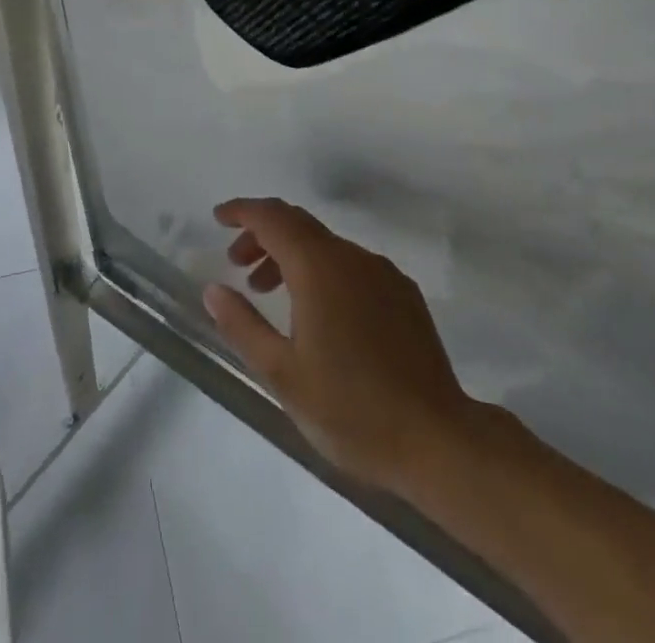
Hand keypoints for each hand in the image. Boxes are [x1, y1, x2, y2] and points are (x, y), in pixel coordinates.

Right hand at [204, 197, 479, 495]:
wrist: (440, 442)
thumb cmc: (351, 410)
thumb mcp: (282, 374)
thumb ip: (242, 325)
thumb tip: (213, 289)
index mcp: (318, 267)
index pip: (272, 217)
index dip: (242, 211)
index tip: (218, 218)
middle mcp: (351, 257)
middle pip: (298, 224)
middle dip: (263, 234)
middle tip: (237, 264)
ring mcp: (382, 273)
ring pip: (325, 245)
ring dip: (291, 255)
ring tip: (269, 291)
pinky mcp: (403, 294)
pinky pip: (351, 264)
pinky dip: (323, 271)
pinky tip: (319, 312)